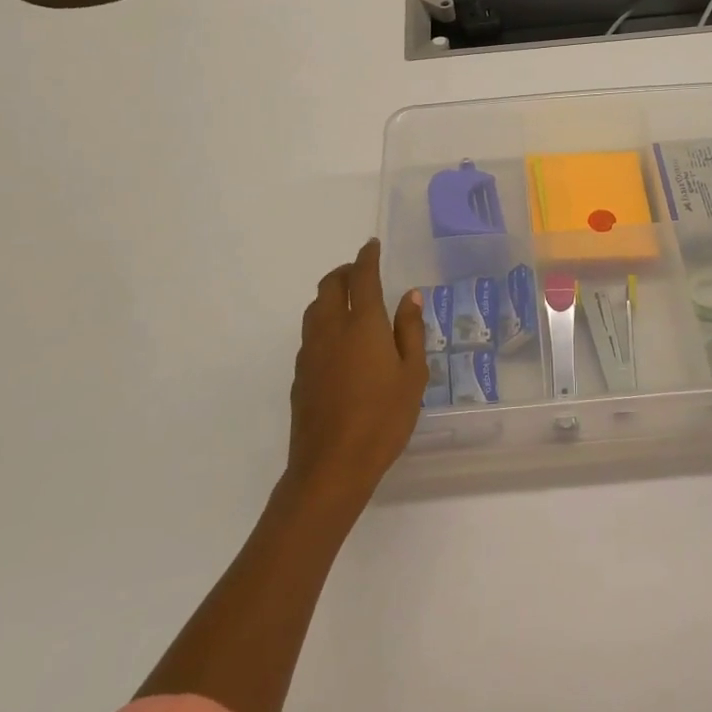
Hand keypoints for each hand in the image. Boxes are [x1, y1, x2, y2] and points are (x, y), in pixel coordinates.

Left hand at [286, 239, 427, 506]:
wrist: (331, 466)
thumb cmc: (383, 418)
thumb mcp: (412, 375)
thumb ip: (410, 331)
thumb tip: (410, 295)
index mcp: (362, 323)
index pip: (363, 276)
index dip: (367, 257)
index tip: (372, 245)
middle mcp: (331, 328)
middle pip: (330, 285)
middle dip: (345, 271)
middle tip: (361, 271)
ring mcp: (310, 351)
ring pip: (315, 308)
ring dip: (330, 294)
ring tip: (349, 302)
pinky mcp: (299, 374)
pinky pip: (310, 333)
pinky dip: (324, 322)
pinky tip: (338, 342)